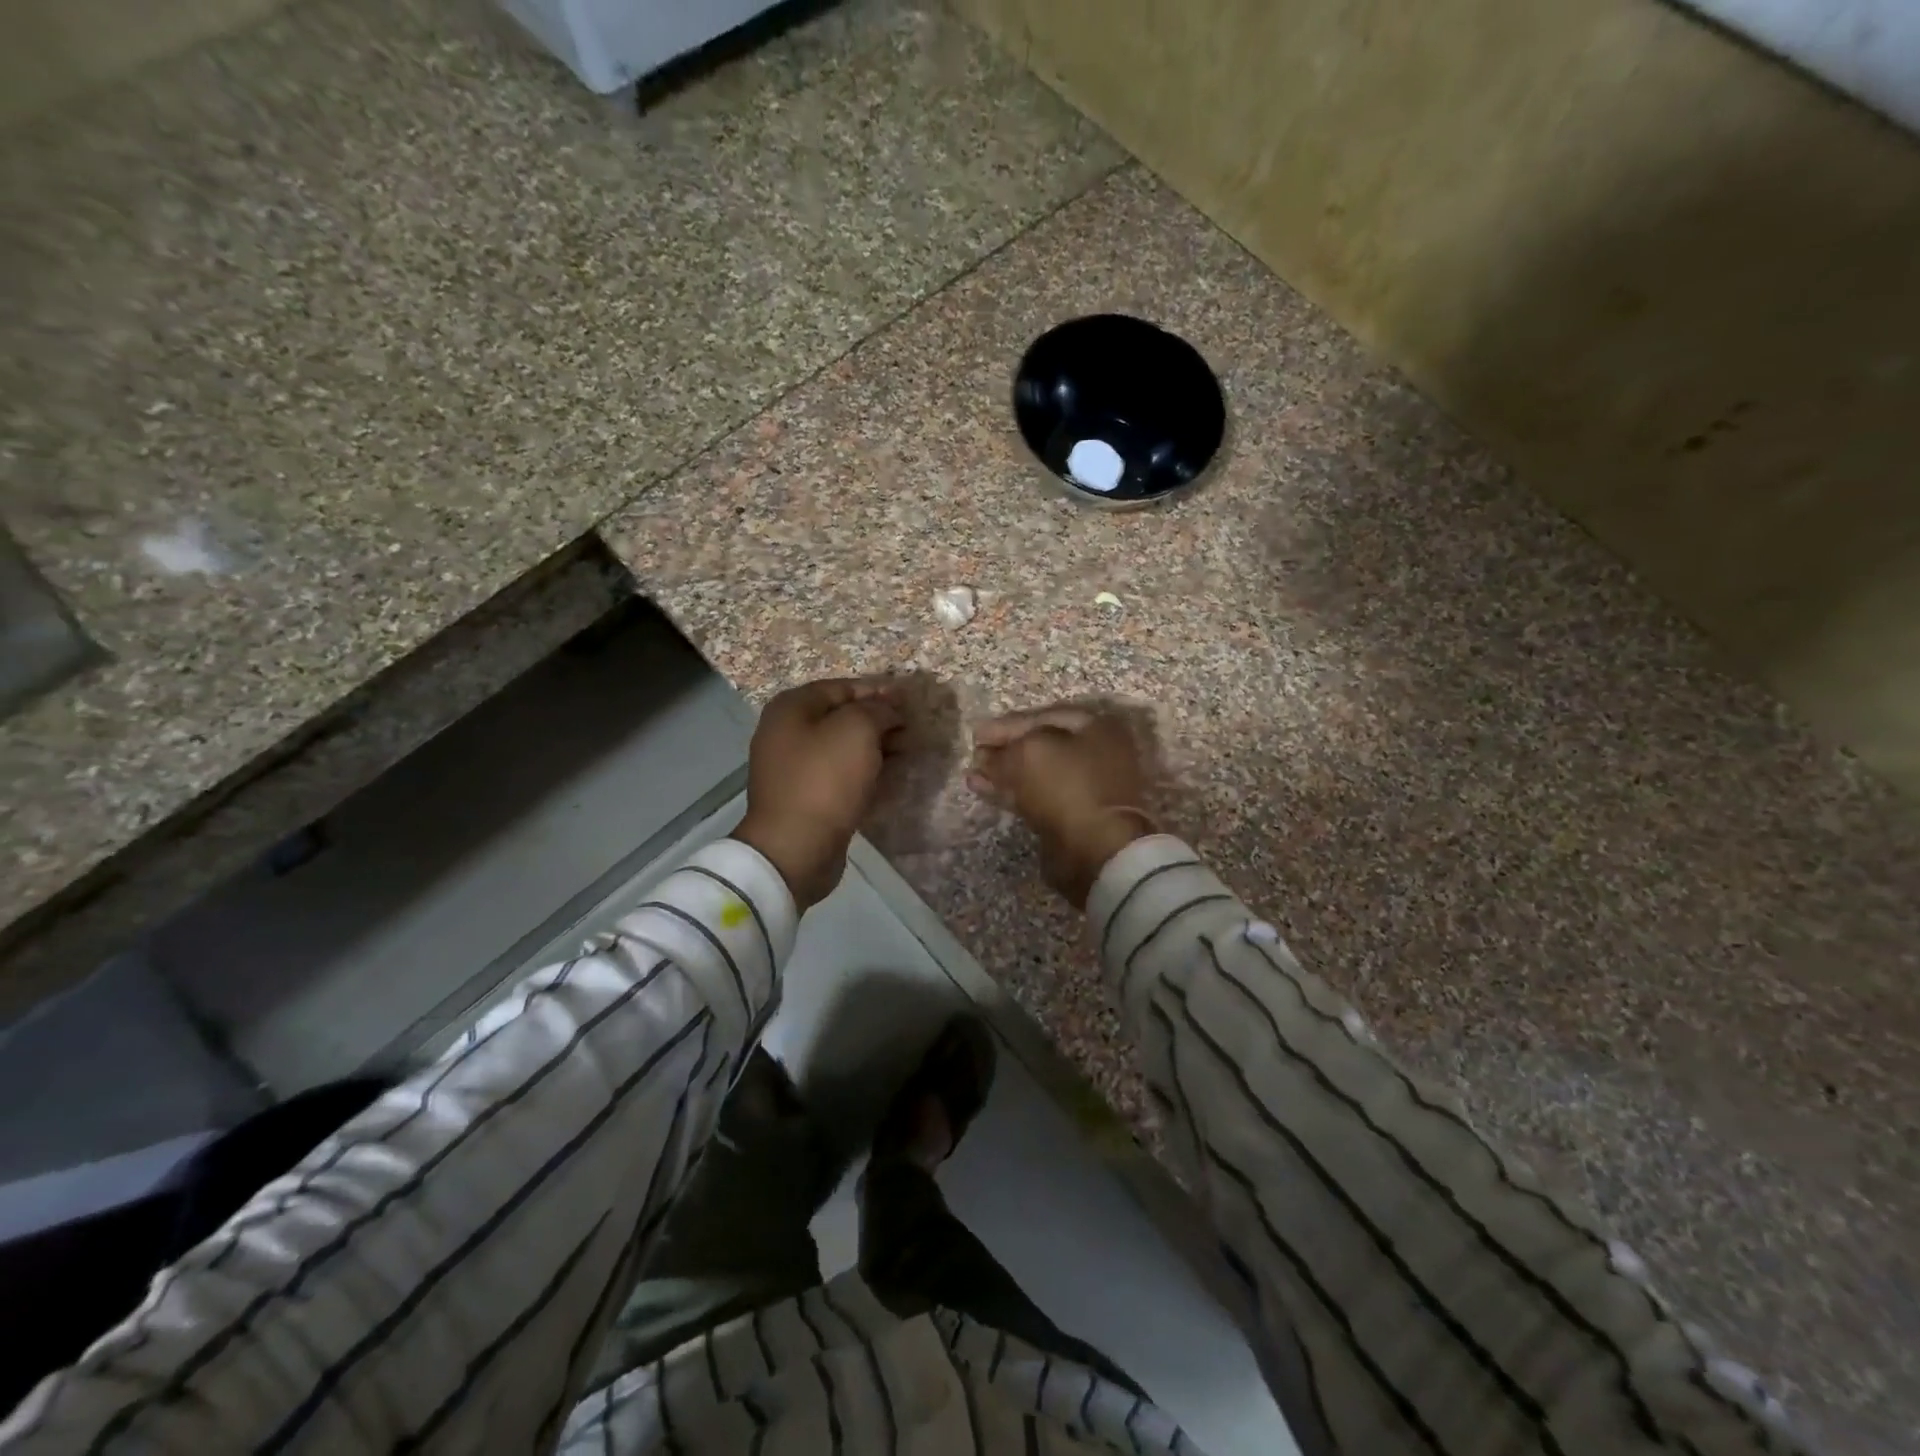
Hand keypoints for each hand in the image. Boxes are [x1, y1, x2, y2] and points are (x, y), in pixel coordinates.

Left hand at [736, 678, 902, 909]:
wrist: (795, 847)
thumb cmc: (824, 779)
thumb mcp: (857, 730)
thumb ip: (877, 710)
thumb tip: (889, 711)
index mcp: (791, 708)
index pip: (842, 687)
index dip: (878, 691)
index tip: (909, 701)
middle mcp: (787, 732)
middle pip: (841, 716)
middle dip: (879, 719)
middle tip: (912, 728)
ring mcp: (794, 767)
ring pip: (843, 747)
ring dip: (876, 746)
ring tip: (908, 750)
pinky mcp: (806, 796)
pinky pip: (841, 774)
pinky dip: (865, 770)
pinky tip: (891, 775)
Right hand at [967, 705, 1157, 907]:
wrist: (1098, 849)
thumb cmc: (1067, 786)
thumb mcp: (1029, 753)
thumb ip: (1004, 750)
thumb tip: (985, 757)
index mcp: (1096, 727)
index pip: (1043, 716)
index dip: (1007, 724)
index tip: (976, 734)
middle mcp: (1097, 752)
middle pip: (1041, 745)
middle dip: (1005, 750)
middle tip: (975, 754)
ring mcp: (1088, 787)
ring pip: (1037, 773)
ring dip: (1004, 772)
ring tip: (972, 775)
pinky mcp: (1075, 816)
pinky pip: (1038, 796)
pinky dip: (1012, 791)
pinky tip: (984, 789)